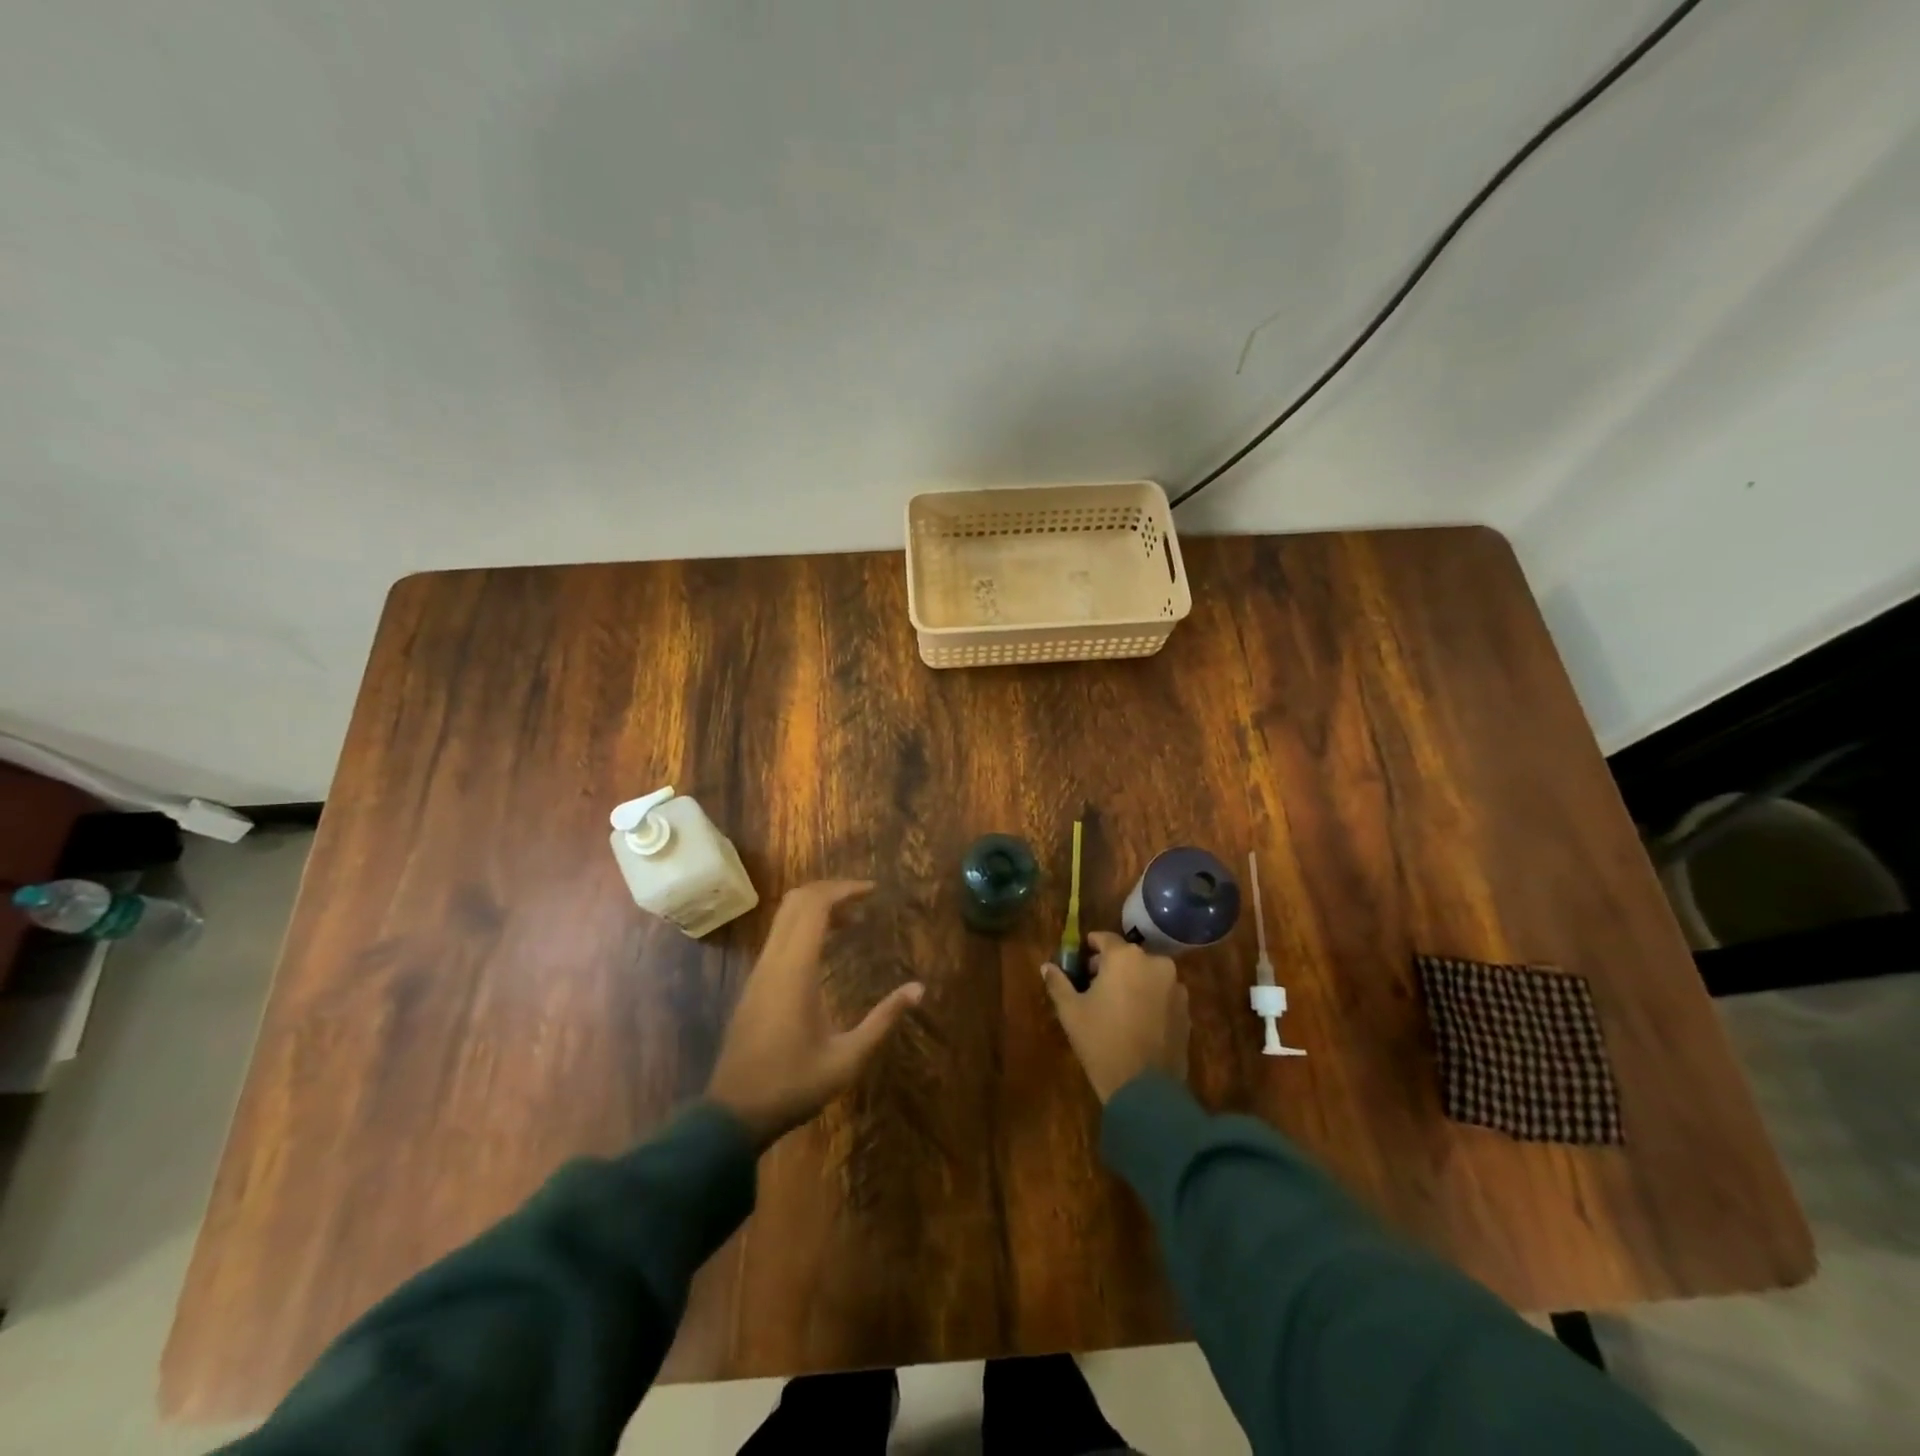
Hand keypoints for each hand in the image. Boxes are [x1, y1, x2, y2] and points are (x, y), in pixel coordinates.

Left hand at [706, 880, 923, 1148]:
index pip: (815, 906)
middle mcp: (773, 961)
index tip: (873, 891)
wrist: (732, 1115)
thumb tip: (919, 989)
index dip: (844, 890)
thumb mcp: (848, 1059)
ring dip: (816, 909)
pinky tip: (826, 949)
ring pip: (784, 918)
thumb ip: (883, 1020)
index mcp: (795, 970)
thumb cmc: (793, 1085)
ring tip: (852, 921)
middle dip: (831, 891)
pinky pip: (778, 938)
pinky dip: (804, 928)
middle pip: (796, 902)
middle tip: (863, 900)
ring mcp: (758, 972)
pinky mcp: (754, 985)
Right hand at [1042, 931, 1188, 1101]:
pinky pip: (1162, 995)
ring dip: (1132, 983)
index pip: (1104, 939)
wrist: (1145, 1089)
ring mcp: (1176, 987)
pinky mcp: (1187, 1011)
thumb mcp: (1071, 1011)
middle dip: (1110, 968)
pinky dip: (1149, 1000)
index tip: (1079, 964)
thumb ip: (1058, 983)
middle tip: (1093, 989)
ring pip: (1147, 975)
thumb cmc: (1101, 1041)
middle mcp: (1155, 963)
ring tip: (1116, 1009)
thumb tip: (1046, 966)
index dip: (1089, 948)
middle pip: (1127, 957)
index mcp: (1125, 957)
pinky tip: (1136, 1023)